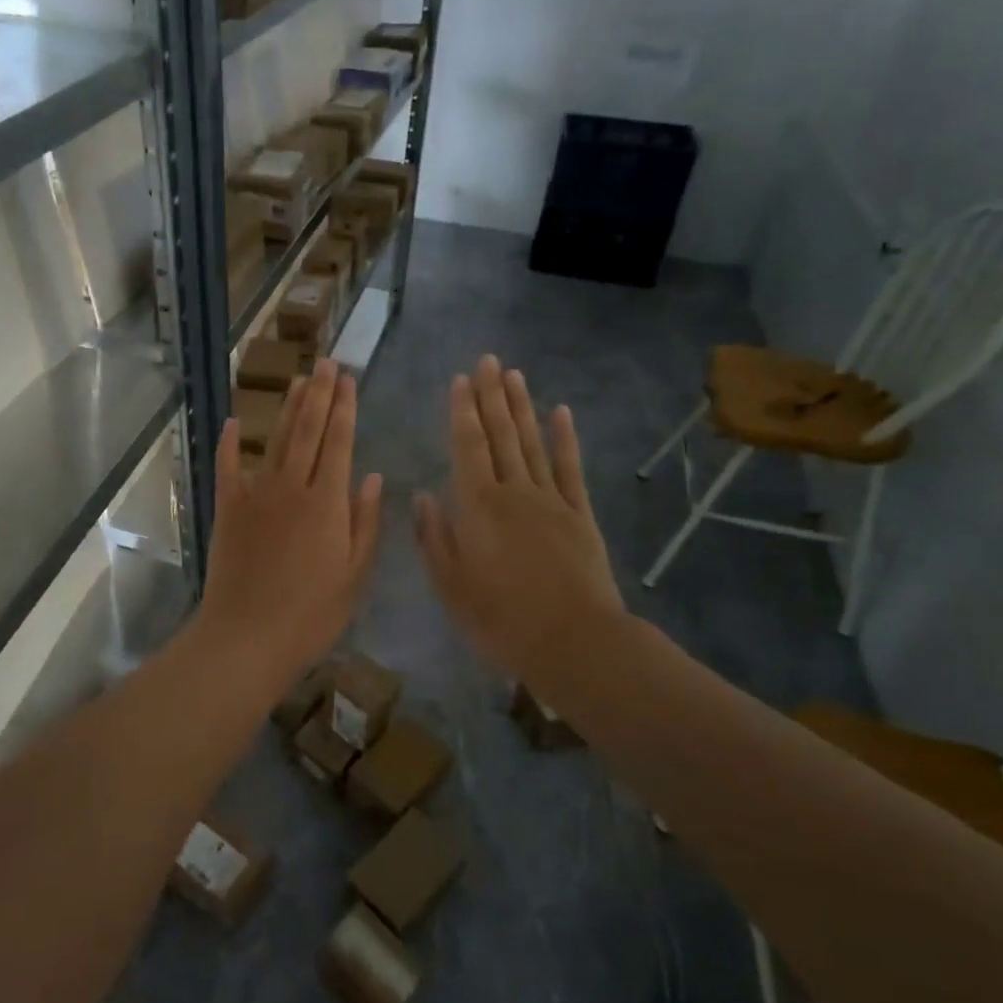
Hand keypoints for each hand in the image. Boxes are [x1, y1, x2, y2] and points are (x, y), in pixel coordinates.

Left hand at [197, 359, 383, 696]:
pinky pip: (228, 468)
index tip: (349, 379)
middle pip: (308, 430)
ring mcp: (255, 495)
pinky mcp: (227, 510)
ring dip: (288, 408)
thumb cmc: (310, 615)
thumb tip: (371, 476)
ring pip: (276, 441)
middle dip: (319, 394)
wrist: (246, 637)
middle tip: (327, 363)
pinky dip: (230, 443)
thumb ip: (364, 522)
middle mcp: (292, 487)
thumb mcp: (354, 575)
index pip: (339, 442)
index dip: (345, 408)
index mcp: (327, 503)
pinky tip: (235, 421)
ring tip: (299, 380)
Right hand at [414, 355, 628, 694]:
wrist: (573, 641)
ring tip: (515, 376)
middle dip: (491, 396)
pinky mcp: (580, 515)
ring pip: (533, 443)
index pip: (467, 446)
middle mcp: (514, 491)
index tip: (460, 379)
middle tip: (489, 361)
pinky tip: (561, 413)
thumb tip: (422, 496)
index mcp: (478, 506)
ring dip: (522, 407)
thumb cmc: (501, 618)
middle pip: (501, 435)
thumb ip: (434, 537)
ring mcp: (551, 500)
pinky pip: (571, 469)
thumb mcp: (450, 585)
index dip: (462, 411)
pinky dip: (565, 439)